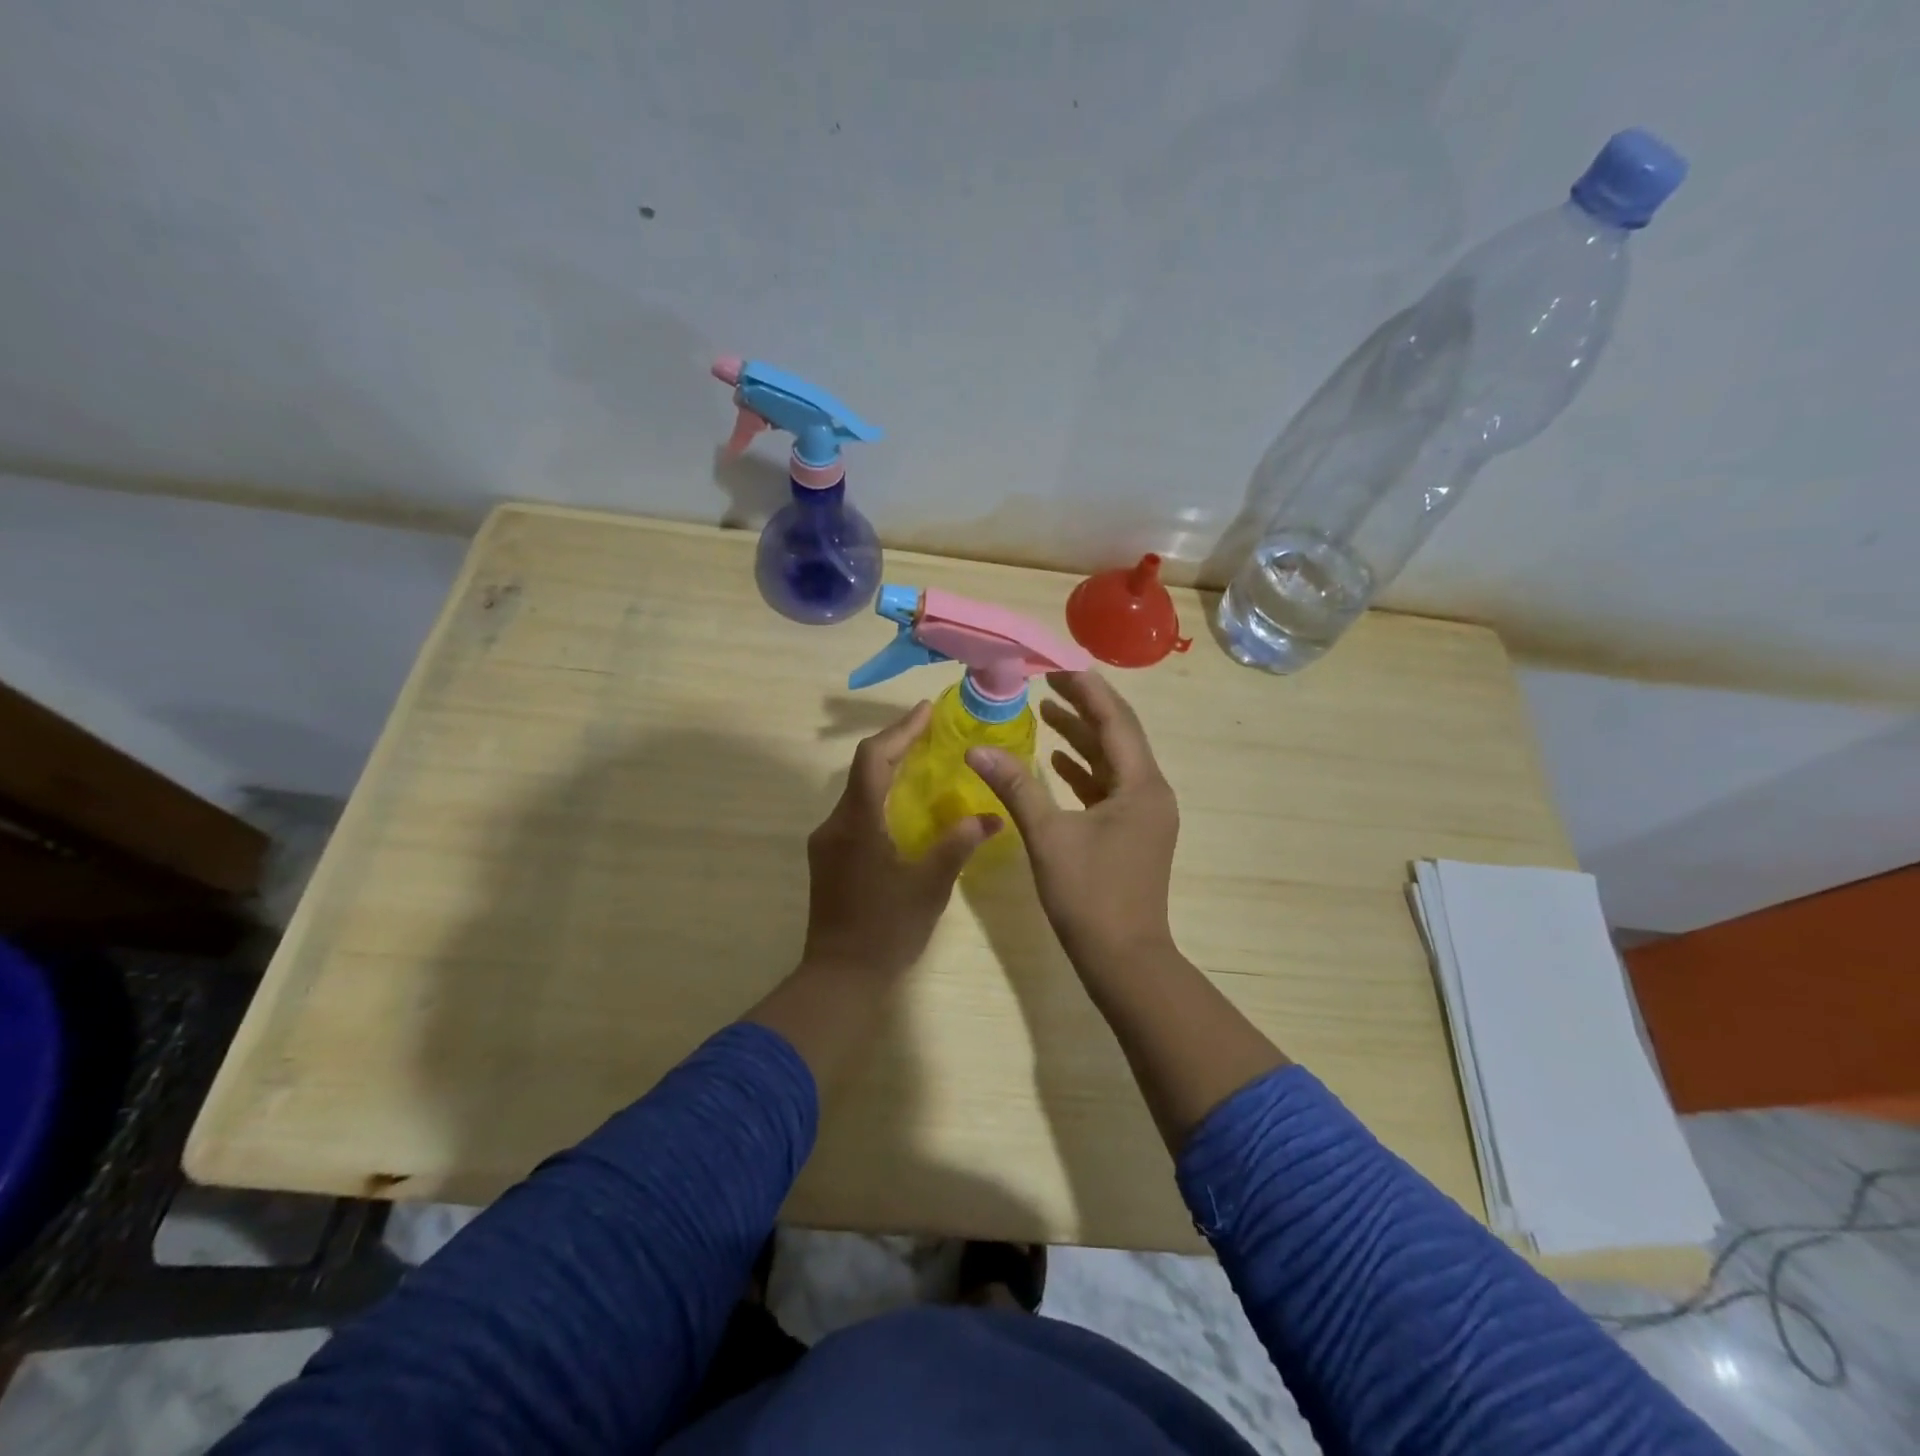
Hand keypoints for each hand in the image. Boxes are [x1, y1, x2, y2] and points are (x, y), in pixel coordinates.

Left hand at [801, 700, 1001, 978]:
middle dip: (897, 746)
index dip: (900, 730)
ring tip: (925, 764)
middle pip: (864, 769)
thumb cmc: (886, 930)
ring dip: (888, 773)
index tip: (927, 711)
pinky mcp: (828, 859)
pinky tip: (906, 809)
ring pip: (858, 792)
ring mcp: (826, 842)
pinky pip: (855, 813)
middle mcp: (834, 824)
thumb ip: (958, 845)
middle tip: (933, 733)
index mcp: (857, 822)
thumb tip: (991, 816)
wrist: (839, 977)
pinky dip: (880, 799)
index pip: (874, 758)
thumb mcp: (929, 887)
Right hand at [965, 672, 1178, 970]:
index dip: (1086, 690)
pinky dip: (1084, 772)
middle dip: (1084, 707)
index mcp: (1140, 786)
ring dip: (1081, 739)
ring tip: (1046, 713)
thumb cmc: (1089, 896)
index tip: (1056, 665)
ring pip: (1112, 763)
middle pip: (1118, 736)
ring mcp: (1144, 815)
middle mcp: (1150, 792)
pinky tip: (1056, 763)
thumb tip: (976, 750)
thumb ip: (1015, 787)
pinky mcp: (1132, 833)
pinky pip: (1108, 789)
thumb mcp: (1048, 837)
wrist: (1124, 960)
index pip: (1115, 720)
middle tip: (1047, 682)